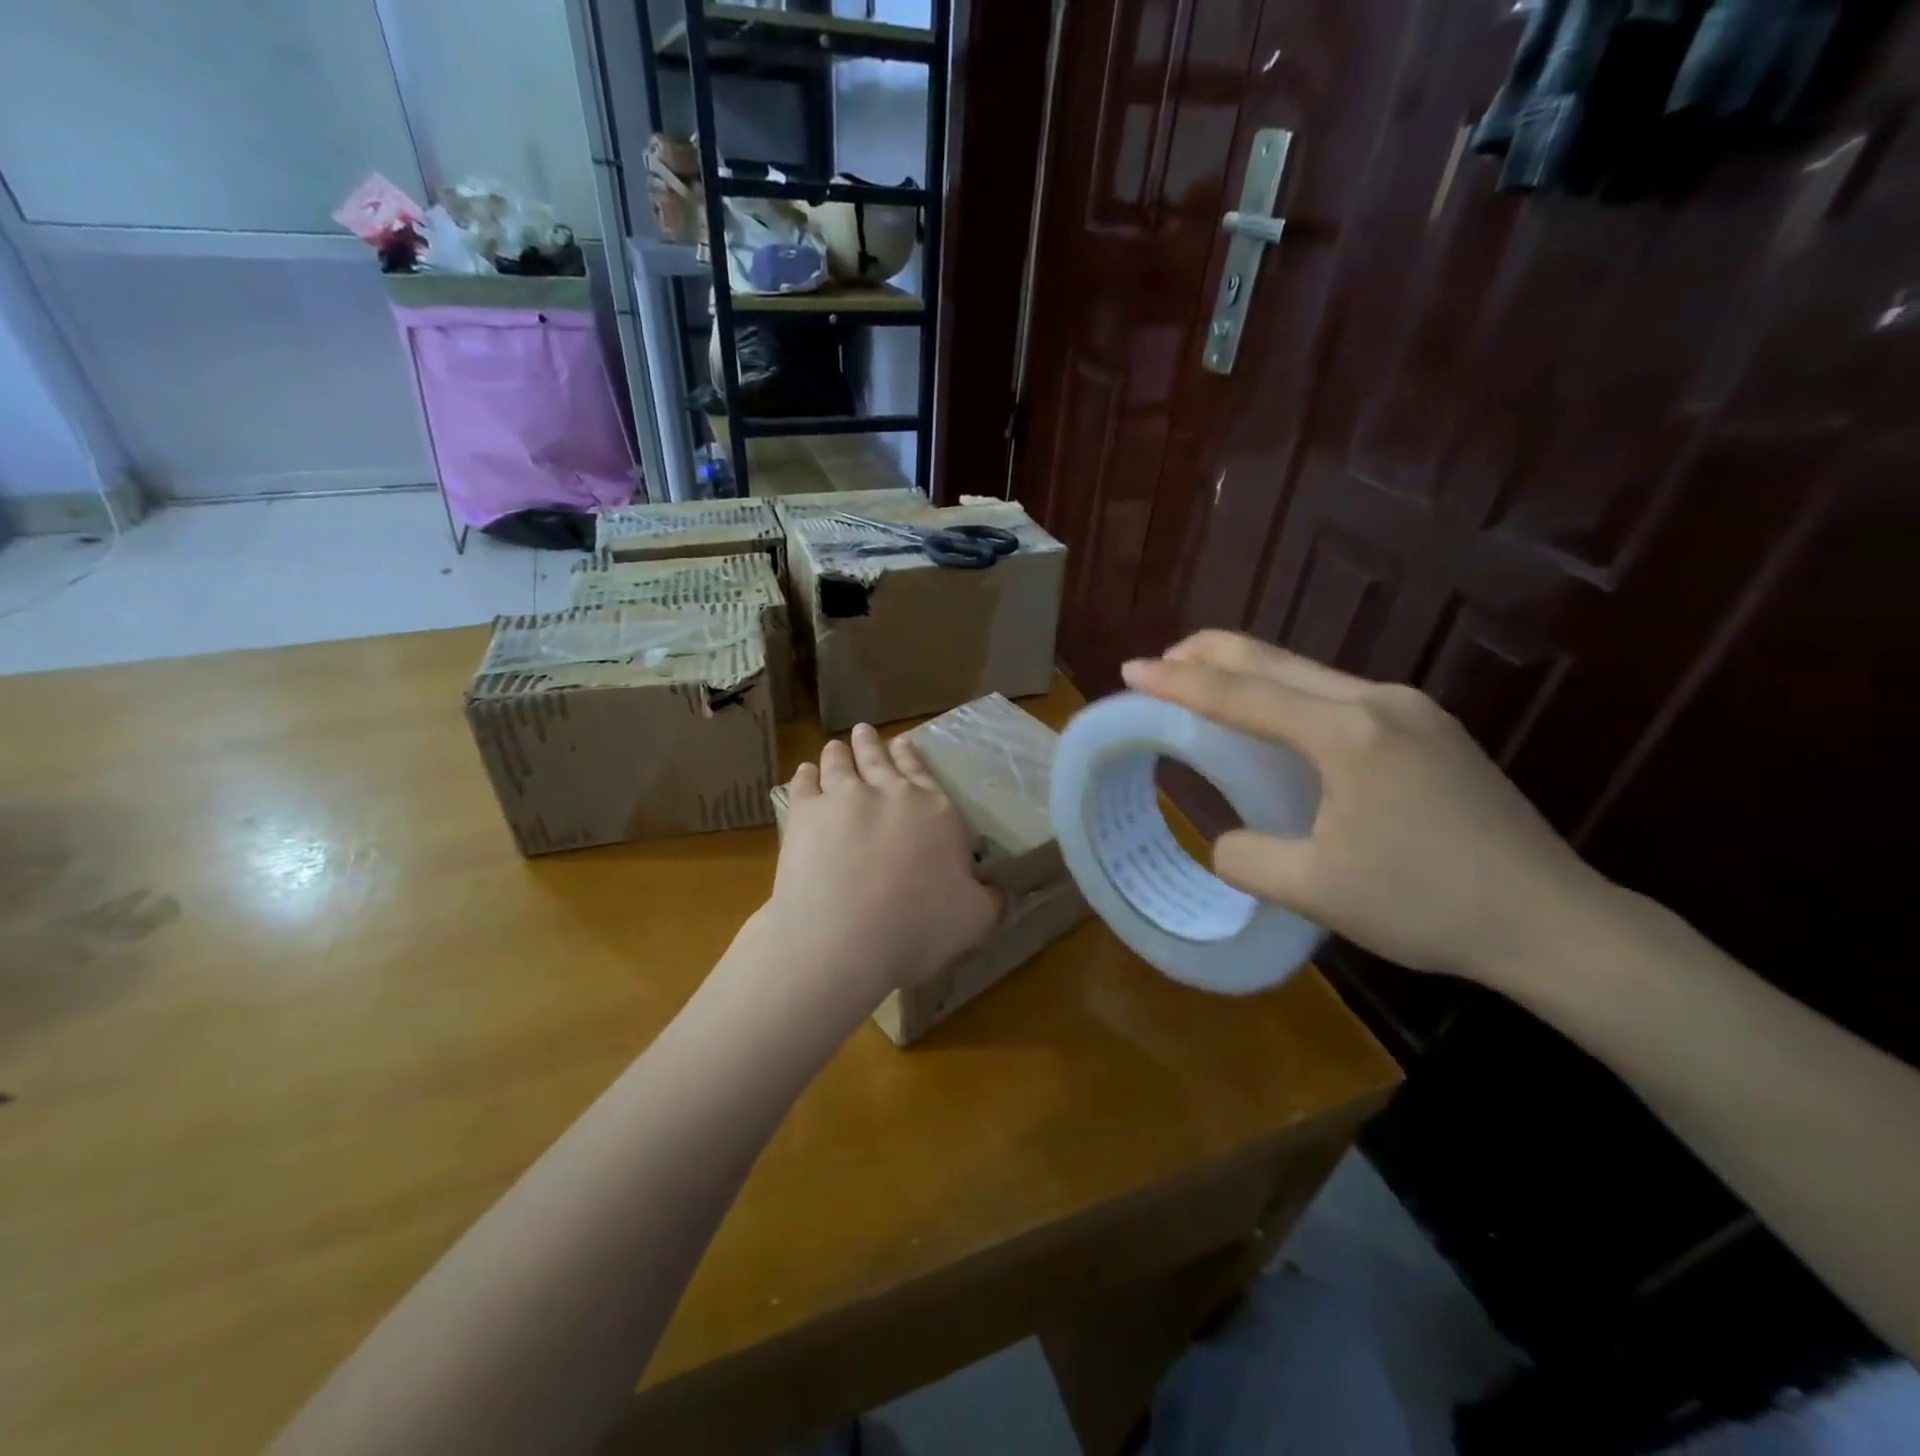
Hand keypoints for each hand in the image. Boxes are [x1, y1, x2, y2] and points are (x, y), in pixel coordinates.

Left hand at [761, 724, 1001, 1006]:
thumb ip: (992, 901)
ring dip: (839, 753)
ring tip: (835, 745)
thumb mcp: (975, 920)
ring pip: (840, 764)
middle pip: (879, 760)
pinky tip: (804, 772)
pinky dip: (804, 775)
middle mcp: (891, 793)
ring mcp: (844, 797)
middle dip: (872, 744)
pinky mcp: (805, 813)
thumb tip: (1006, 893)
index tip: (904, 742)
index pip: (924, 775)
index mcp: (935, 812)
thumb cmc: (919, 928)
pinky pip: (804, 784)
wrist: (846, 936)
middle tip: (864, 731)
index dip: (913, 758)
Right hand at [1121, 631, 1616, 994]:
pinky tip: (1277, 723)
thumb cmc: (1428, 904)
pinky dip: (1287, 696)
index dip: (1178, 682)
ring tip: (1205, 687)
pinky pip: (1337, 695)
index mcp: (1347, 733)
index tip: (1130, 669)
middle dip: (1209, 654)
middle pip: (1276, 660)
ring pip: (1308, 672)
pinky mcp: (1431, 730)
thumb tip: (1227, 839)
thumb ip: (1247, 856)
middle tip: (1159, 664)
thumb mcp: (1315, 889)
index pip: (1242, 694)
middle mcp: (1379, 702)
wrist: (1555, 922)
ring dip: (1250, 674)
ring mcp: (1412, 711)